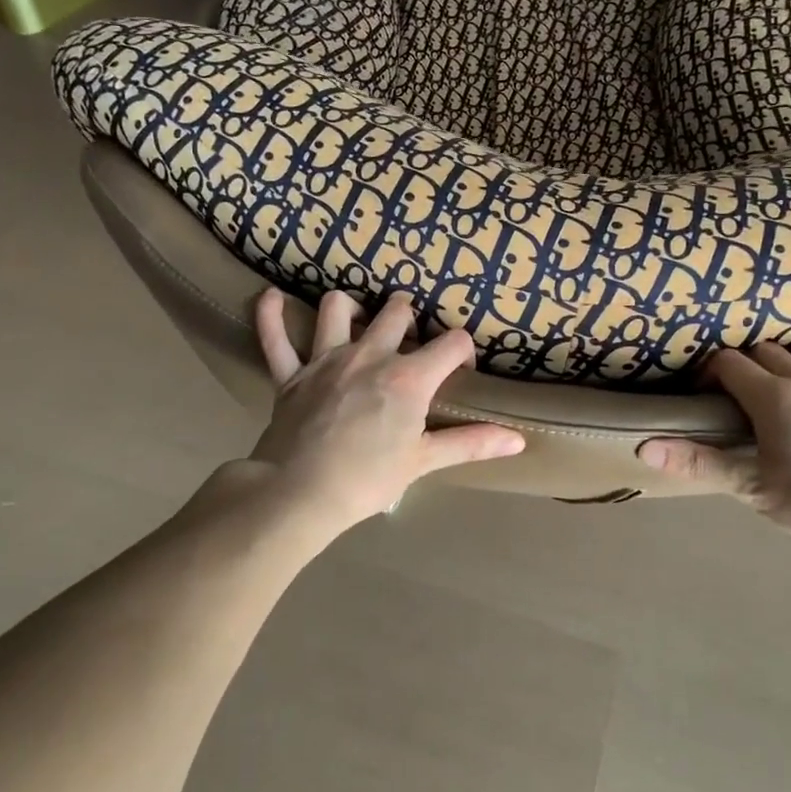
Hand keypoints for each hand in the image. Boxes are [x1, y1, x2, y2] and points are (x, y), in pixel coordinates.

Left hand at [242, 288, 524, 538]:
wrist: (300, 493)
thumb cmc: (368, 479)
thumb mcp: (424, 461)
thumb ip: (471, 443)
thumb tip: (519, 440)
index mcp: (408, 376)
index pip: (451, 343)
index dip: (462, 350)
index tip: (460, 369)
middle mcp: (369, 354)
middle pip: (397, 311)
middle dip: (409, 316)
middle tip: (411, 335)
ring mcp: (325, 359)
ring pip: (338, 308)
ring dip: (350, 307)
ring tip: (358, 318)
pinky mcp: (290, 374)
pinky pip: (275, 336)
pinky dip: (271, 315)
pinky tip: (272, 298)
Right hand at [638, 343, 790, 559]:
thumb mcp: (749, 487)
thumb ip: (697, 461)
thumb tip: (643, 446)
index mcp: (774, 397)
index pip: (730, 363)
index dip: (711, 374)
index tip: (705, 398)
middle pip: (769, 351)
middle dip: (748, 366)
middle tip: (740, 400)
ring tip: (786, 389)